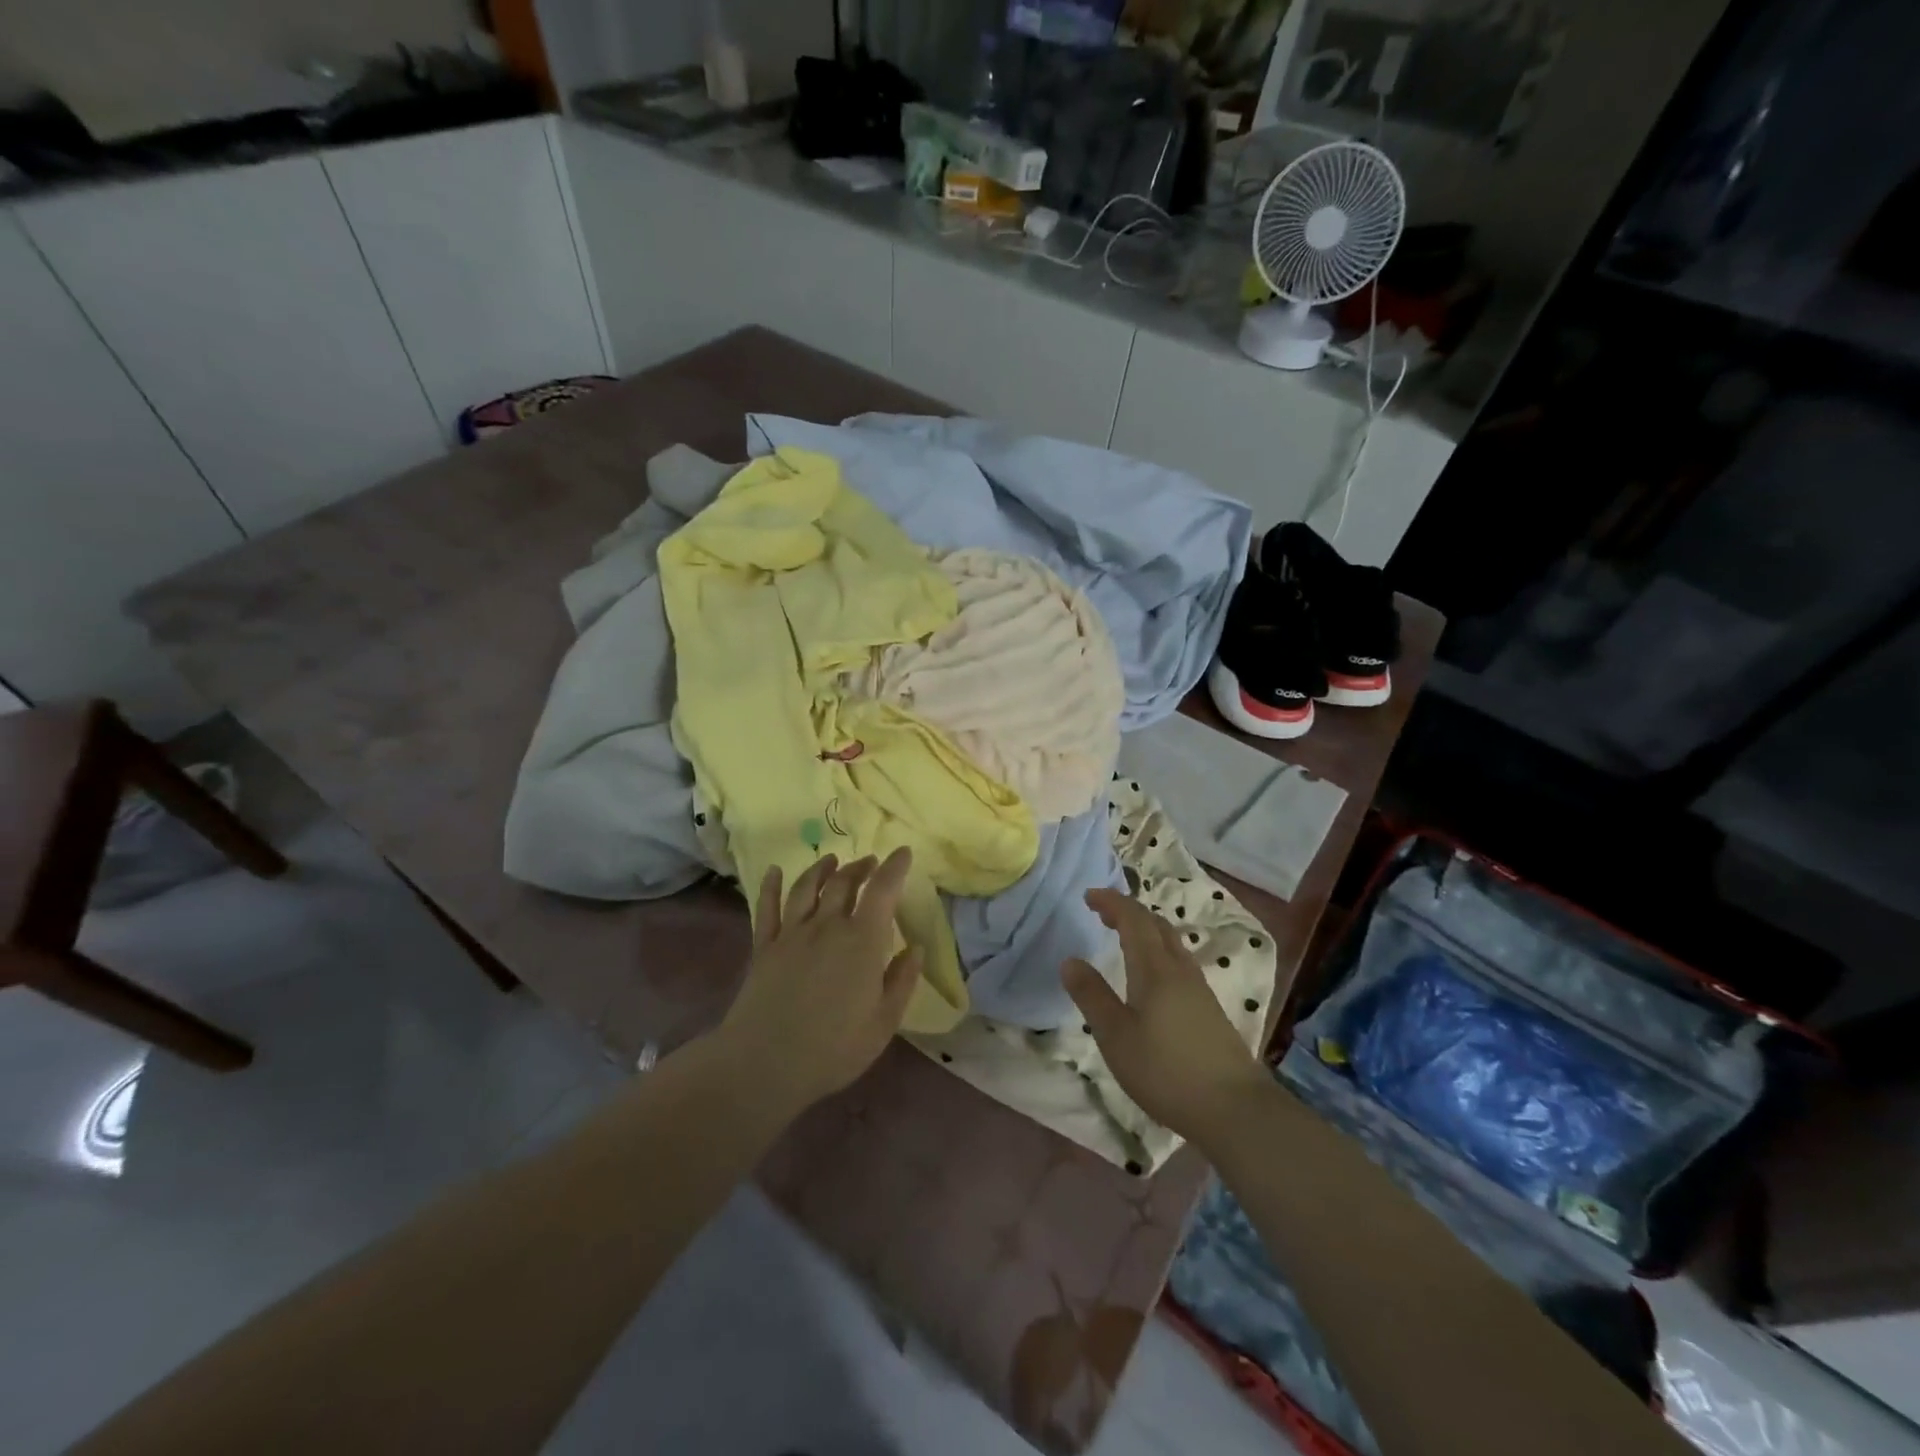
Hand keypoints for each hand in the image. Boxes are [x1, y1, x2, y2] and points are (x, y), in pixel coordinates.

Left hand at [718, 850, 921, 1113]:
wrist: (766, 1063)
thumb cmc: (834, 1048)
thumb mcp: (883, 1022)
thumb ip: (902, 981)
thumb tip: (916, 948)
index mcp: (862, 941)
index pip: (882, 890)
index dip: (894, 867)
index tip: (903, 852)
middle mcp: (827, 926)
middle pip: (844, 883)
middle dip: (860, 867)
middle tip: (870, 862)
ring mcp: (791, 933)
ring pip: (807, 887)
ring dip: (822, 869)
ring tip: (831, 861)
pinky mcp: (763, 947)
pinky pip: (767, 907)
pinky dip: (771, 885)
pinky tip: (774, 870)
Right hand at [1061, 888, 1269, 1146]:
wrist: (1235, 1108)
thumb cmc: (1166, 1070)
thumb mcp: (1116, 1036)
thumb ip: (1092, 996)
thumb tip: (1069, 960)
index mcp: (1154, 969)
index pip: (1133, 919)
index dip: (1111, 902)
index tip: (1088, 896)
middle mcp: (1179, 969)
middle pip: (1156, 925)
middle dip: (1128, 912)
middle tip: (1103, 913)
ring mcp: (1199, 989)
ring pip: (1171, 943)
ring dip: (1146, 930)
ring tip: (1124, 938)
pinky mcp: (1209, 1009)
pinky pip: (1179, 962)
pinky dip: (1158, 951)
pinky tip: (1153, 976)